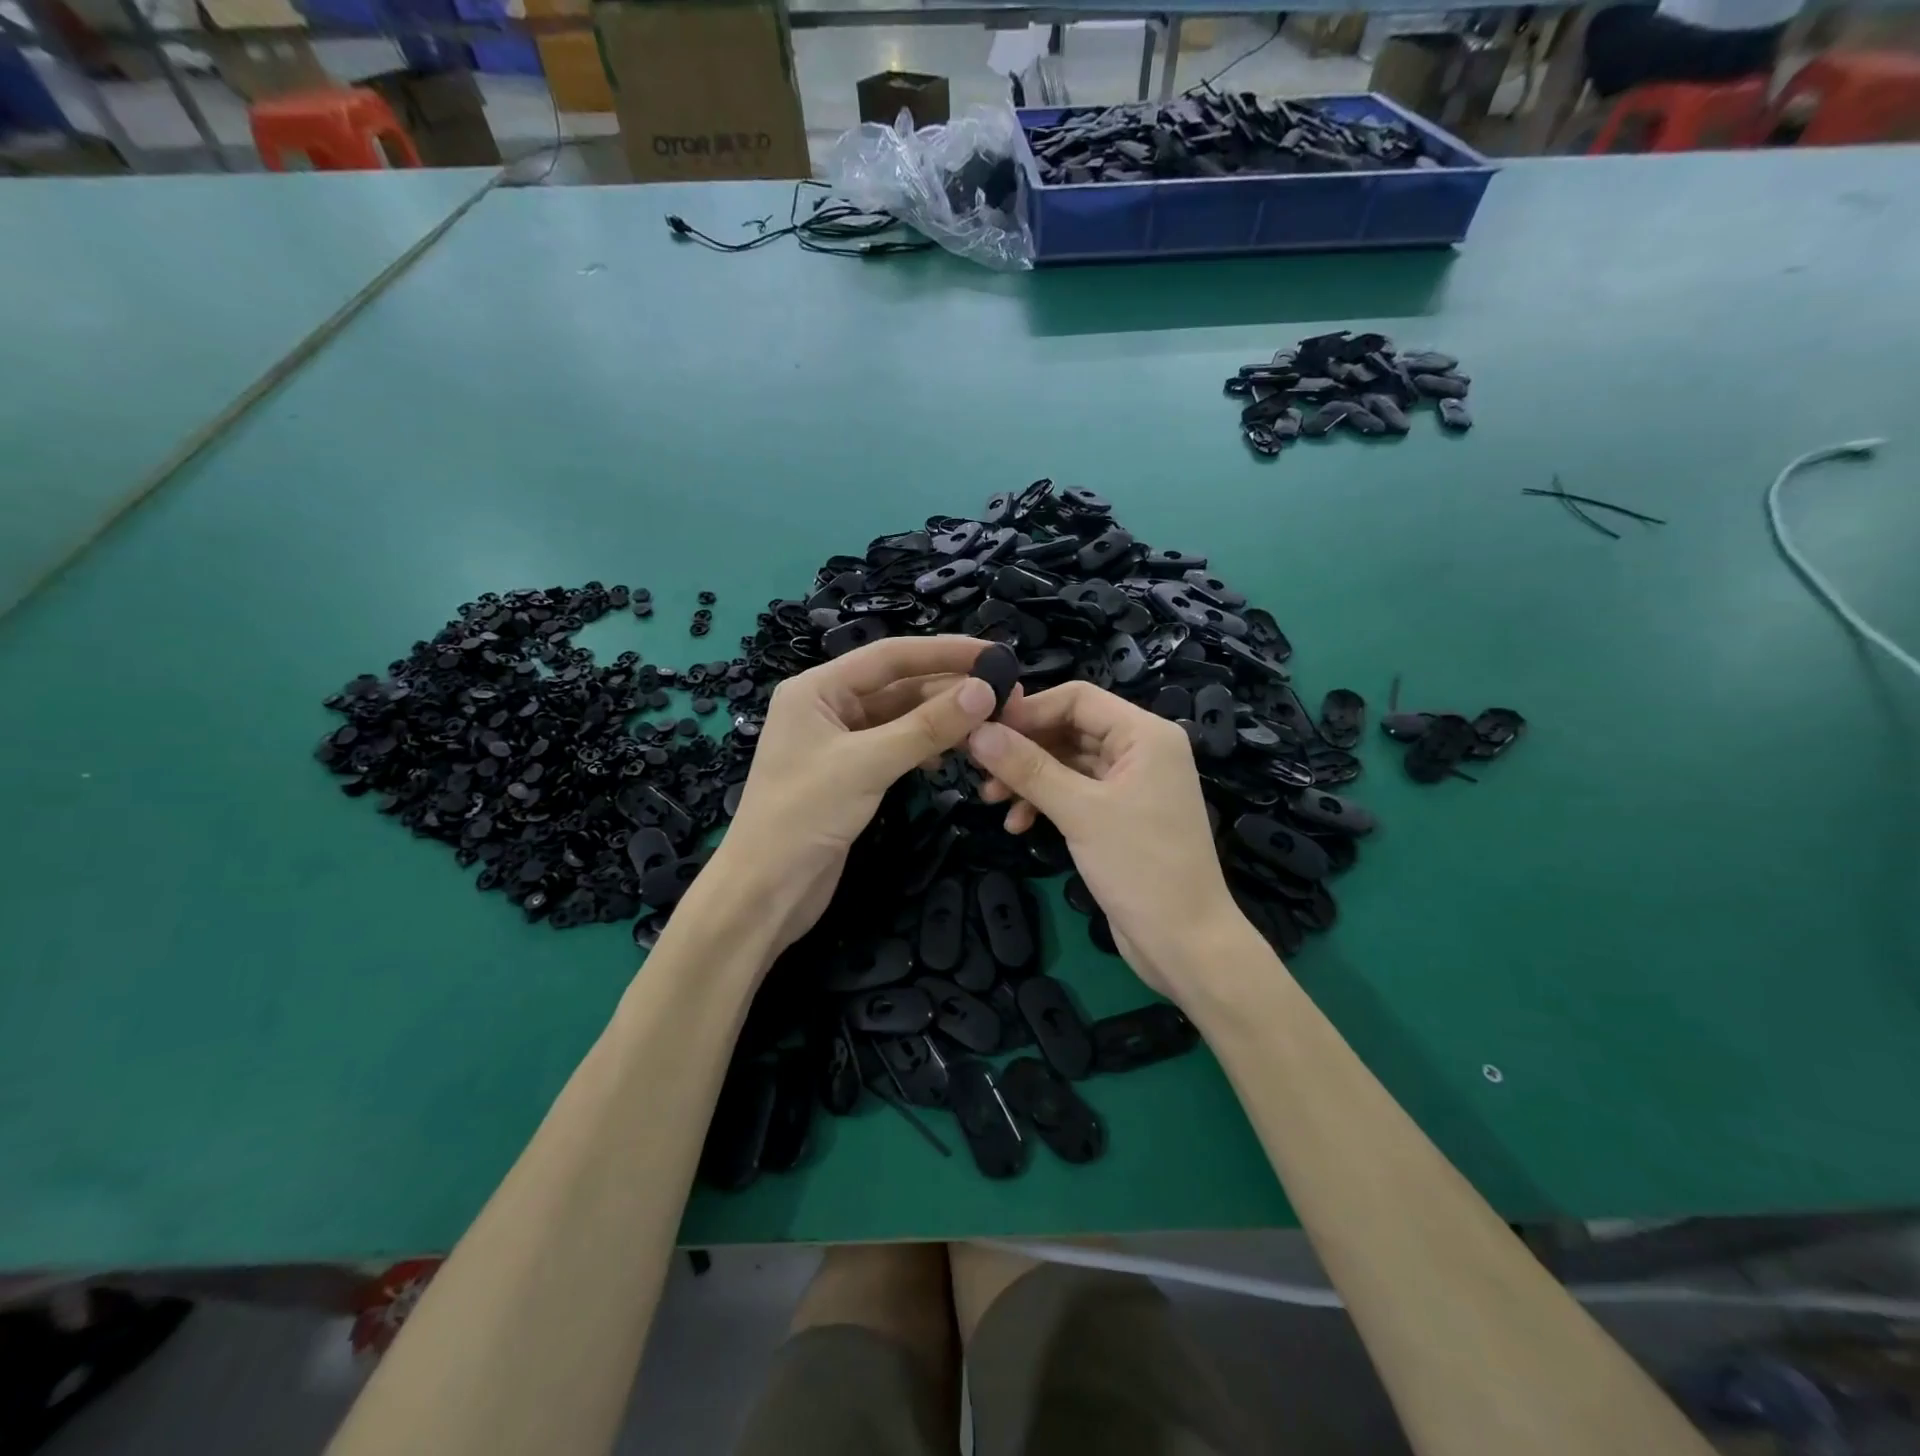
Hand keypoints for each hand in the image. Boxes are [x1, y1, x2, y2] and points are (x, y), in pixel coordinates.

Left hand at [713, 635, 999, 952]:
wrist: (765, 891)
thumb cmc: (803, 817)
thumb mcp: (867, 765)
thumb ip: (927, 727)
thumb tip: (985, 691)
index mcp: (818, 688)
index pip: (891, 656)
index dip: (945, 651)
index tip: (995, 654)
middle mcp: (828, 706)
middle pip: (899, 685)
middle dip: (950, 689)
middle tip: (1006, 697)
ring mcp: (840, 741)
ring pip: (902, 717)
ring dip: (943, 720)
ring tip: (990, 726)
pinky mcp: (852, 772)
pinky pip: (897, 746)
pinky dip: (926, 746)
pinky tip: (953, 756)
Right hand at [966, 682, 1244, 997]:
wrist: (1186, 943)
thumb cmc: (1141, 867)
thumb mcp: (1080, 812)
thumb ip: (1028, 768)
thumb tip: (977, 732)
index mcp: (1145, 734)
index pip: (1077, 698)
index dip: (1028, 710)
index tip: (983, 731)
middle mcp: (1141, 750)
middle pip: (1070, 728)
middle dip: (1024, 748)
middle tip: (979, 769)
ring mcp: (1131, 783)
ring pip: (1068, 762)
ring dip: (1029, 778)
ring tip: (991, 801)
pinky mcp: (1121, 815)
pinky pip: (1075, 792)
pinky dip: (1046, 803)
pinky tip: (1019, 825)